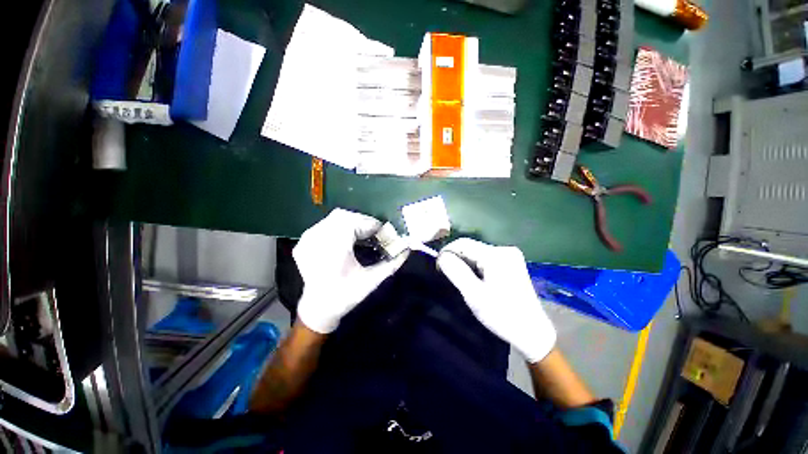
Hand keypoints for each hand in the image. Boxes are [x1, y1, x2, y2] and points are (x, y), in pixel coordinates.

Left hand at [294, 209, 407, 332]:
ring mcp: (308, 238)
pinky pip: (324, 224)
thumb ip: (392, 263)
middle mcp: (318, 238)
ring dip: (352, 222)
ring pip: (334, 218)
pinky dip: (338, 226)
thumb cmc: (346, 296)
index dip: (374, 226)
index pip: (358, 223)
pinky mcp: (304, 241)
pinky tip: (345, 237)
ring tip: (362, 235)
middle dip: (363, 222)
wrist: (318, 308)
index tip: (384, 234)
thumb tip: (407, 248)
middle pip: (345, 216)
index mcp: (335, 248)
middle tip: (374, 234)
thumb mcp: (372, 281)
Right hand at [437, 238, 555, 362]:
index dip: (447, 252)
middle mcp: (504, 249)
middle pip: (471, 247)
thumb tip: (441, 256)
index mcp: (496, 255)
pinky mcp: (511, 263)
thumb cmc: (502, 315)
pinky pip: (485, 259)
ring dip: (465, 263)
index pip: (463, 243)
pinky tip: (474, 279)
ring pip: (477, 253)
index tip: (438, 267)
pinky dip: (475, 266)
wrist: (532, 332)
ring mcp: (510, 256)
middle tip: (447, 276)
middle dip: (456, 258)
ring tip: (459, 279)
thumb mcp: (474, 295)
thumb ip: (456, 272)